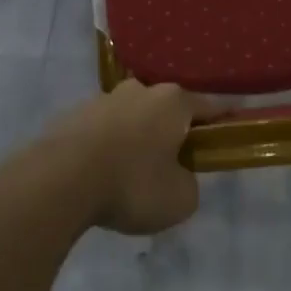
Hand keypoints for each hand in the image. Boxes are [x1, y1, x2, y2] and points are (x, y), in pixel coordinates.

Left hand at [35, 81, 228, 234]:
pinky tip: (101, 174)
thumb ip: (189, 184)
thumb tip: (178, 176)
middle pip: (166, 108)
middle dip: (173, 129)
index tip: (231, 127)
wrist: (59, 181)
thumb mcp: (180, 199)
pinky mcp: (72, 115)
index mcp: (173, 102)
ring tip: (131, 173)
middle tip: (175, 161)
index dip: (223, 119)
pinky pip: (101, 131)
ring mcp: (102, 99)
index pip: (209, 106)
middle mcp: (140, 91)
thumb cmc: (131, 185)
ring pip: (131, 117)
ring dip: (136, 137)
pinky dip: (107, 147)